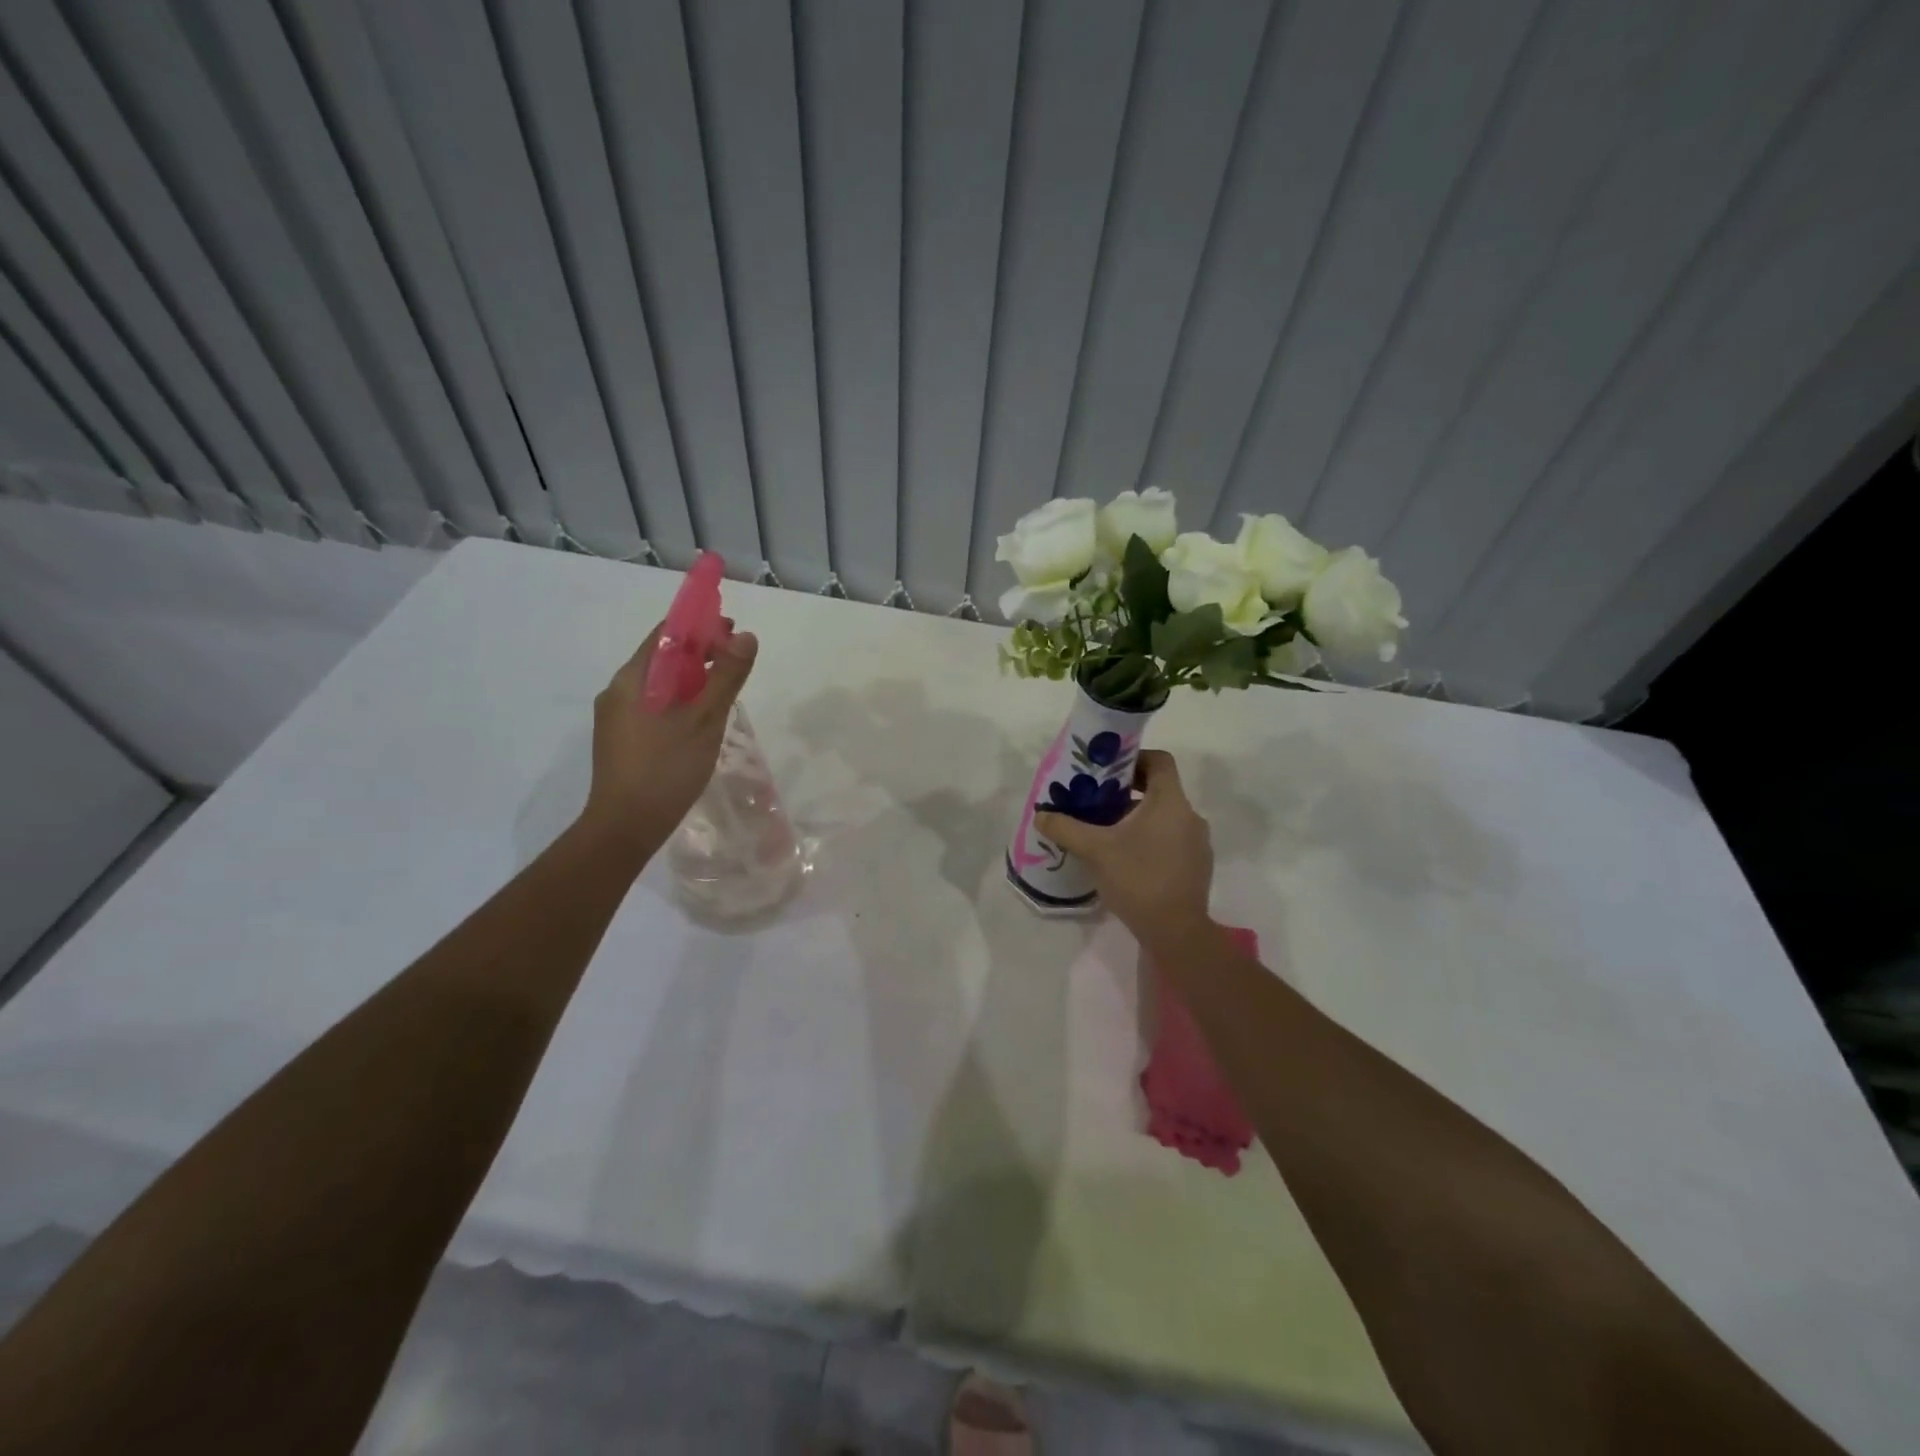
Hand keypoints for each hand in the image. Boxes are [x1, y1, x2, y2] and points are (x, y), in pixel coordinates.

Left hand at [578, 622, 758, 848]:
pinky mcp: (623, 741)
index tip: (732, 631)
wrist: (624, 828)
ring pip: (660, 686)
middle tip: (736, 663)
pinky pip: (655, 708)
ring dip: (692, 680)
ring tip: (724, 691)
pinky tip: (701, 721)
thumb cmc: (664, 768)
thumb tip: (746, 637)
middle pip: (662, 659)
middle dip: (699, 654)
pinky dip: (681, 703)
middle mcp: (618, 692)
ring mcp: (617, 719)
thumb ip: (726, 677)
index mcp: (631, 680)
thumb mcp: (704, 720)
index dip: (699, 626)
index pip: (665, 635)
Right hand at [1035, 749, 1213, 945]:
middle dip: (1127, 792)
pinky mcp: (1197, 867)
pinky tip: (1127, 860)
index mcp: (1170, 802)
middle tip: (1097, 802)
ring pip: (1165, 817)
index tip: (1108, 771)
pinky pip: (1172, 840)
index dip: (1134, 758)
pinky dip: (1150, 840)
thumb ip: (1066, 828)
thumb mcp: (1094, 850)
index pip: (1160, 760)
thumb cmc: (1137, 879)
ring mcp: (1198, 843)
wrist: (1176, 932)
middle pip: (1159, 789)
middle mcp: (1190, 816)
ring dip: (1137, 818)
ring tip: (1107, 833)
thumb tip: (1041, 815)